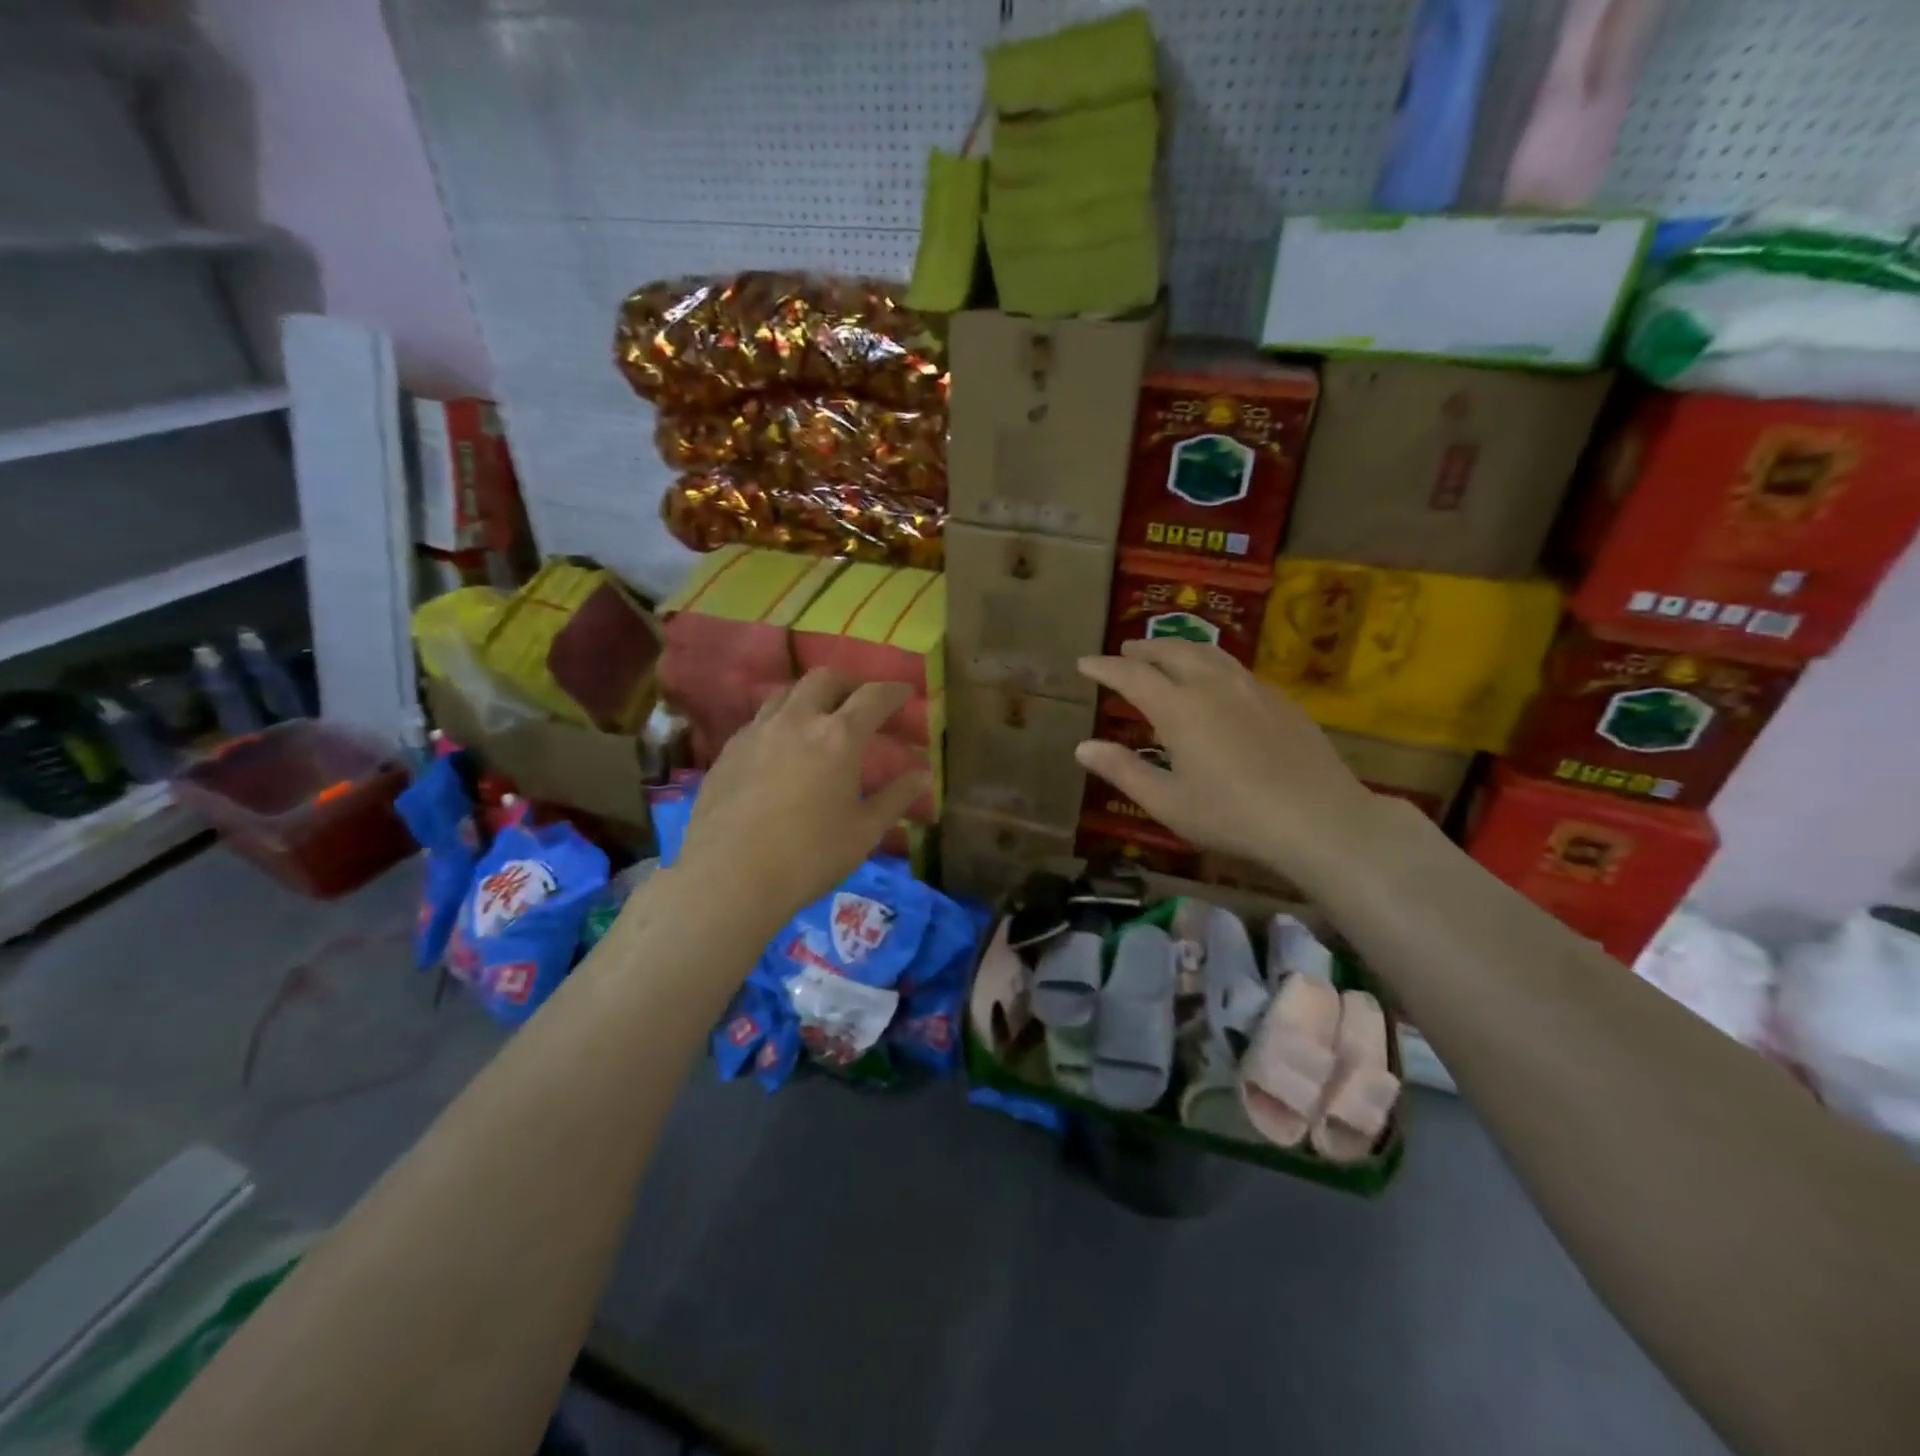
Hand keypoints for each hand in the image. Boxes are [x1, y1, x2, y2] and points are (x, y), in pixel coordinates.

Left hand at [677, 669, 928, 921]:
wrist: (728, 878)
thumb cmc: (808, 857)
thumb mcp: (865, 831)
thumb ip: (897, 797)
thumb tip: (923, 774)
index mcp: (838, 737)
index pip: (873, 697)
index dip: (894, 691)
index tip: (905, 693)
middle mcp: (797, 721)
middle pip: (825, 679)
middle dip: (849, 684)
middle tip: (861, 703)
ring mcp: (757, 732)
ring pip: (787, 693)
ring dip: (811, 697)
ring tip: (820, 720)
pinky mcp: (729, 750)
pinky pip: (760, 719)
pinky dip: (781, 721)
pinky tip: (782, 749)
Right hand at [1076, 639, 1381, 883]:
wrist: (1318, 819)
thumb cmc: (1232, 816)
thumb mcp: (1167, 802)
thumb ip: (1123, 770)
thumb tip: (1083, 747)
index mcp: (1179, 708)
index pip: (1132, 675)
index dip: (1104, 667)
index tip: (1084, 663)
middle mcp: (1213, 686)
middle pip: (1172, 652)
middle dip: (1143, 649)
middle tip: (1124, 651)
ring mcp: (1252, 689)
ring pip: (1209, 653)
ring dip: (1179, 648)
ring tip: (1166, 654)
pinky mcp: (1281, 701)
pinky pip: (1236, 669)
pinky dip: (1212, 664)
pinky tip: (1216, 683)